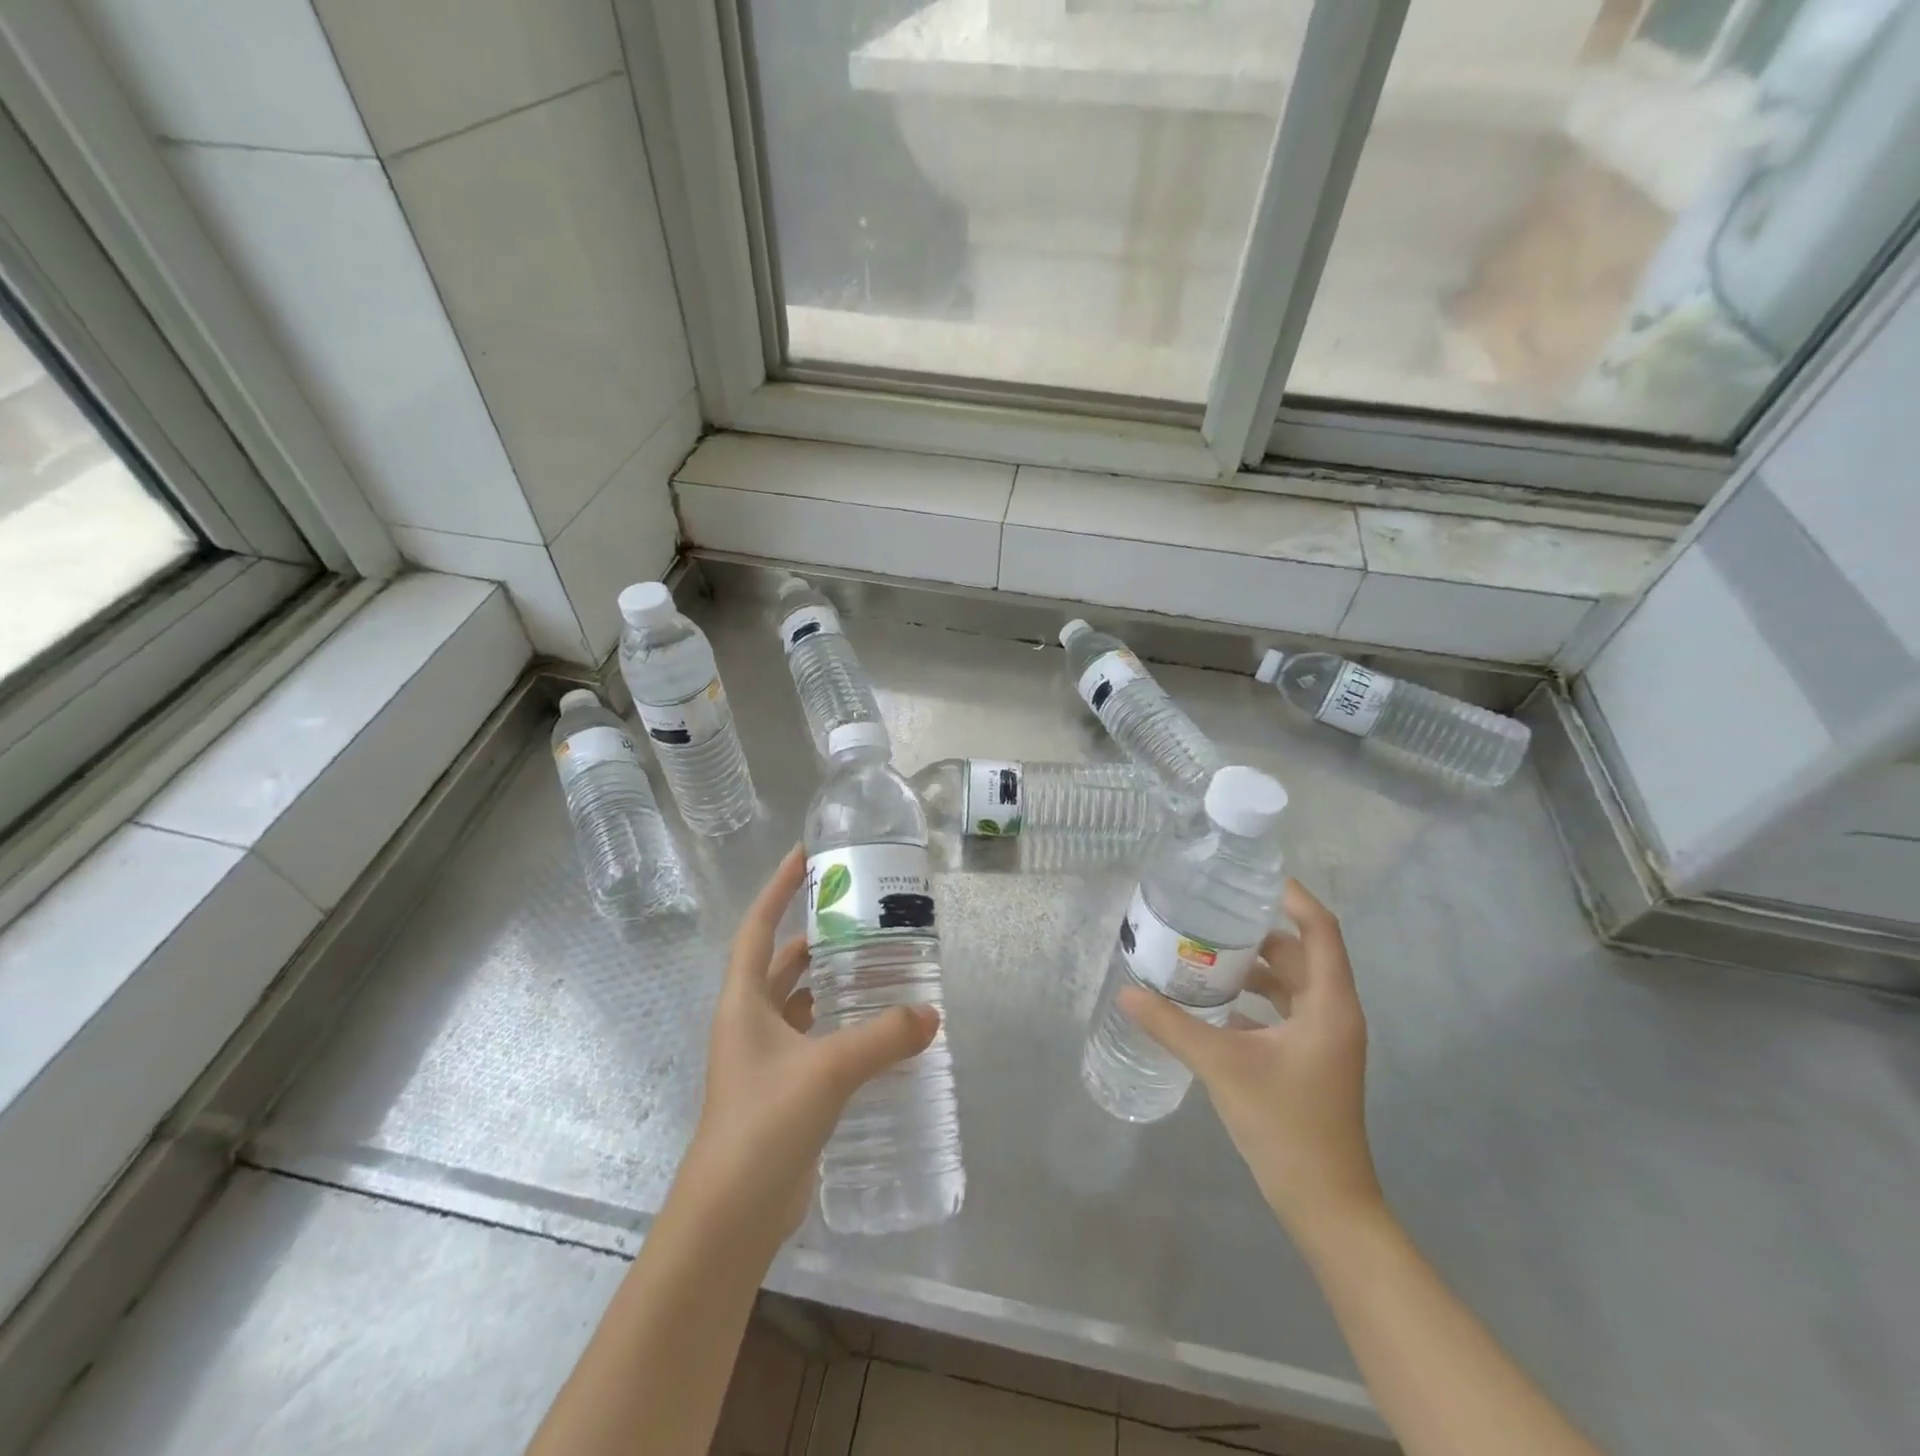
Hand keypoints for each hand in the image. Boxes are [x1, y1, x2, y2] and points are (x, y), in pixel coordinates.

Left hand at [676, 845, 938, 1247]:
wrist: (731, 1215)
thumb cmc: (765, 1123)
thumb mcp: (828, 1069)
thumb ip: (883, 1037)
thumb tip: (931, 1013)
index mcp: (743, 1002)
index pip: (757, 927)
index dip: (778, 889)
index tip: (805, 856)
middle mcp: (748, 1022)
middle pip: (780, 963)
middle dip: (814, 937)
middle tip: (858, 917)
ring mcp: (762, 1059)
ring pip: (797, 1003)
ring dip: (828, 984)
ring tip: (875, 966)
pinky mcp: (781, 1090)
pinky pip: (812, 1040)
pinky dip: (837, 1027)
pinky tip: (873, 1030)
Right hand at [1119, 879, 1382, 1252]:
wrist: (1325, 1204)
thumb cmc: (1286, 1126)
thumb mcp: (1223, 1067)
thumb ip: (1173, 1026)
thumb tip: (1127, 992)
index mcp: (1329, 1005)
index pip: (1320, 930)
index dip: (1292, 897)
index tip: (1251, 879)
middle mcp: (1333, 1013)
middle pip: (1302, 953)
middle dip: (1259, 931)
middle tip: (1211, 912)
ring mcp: (1323, 1039)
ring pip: (1292, 983)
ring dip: (1254, 966)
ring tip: (1205, 951)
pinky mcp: (1309, 1059)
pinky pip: (1283, 1011)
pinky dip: (1253, 998)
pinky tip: (1213, 1002)